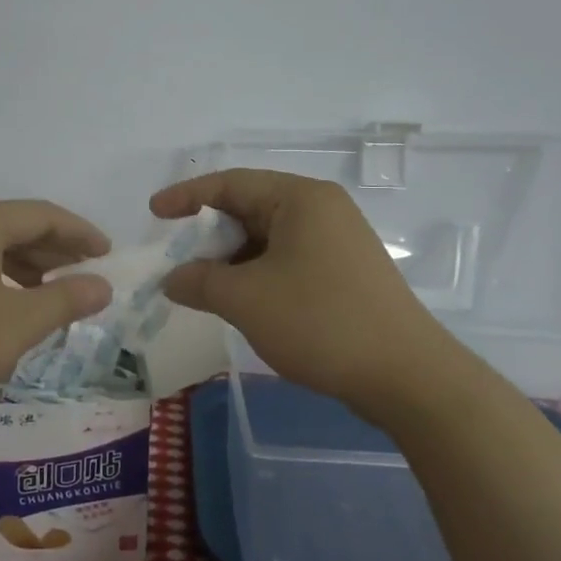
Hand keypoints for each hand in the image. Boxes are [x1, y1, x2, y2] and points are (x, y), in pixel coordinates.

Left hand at [0, 201, 113, 409]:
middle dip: (52, 251)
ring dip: (22, 266)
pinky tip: (0, 306)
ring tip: (47, 294)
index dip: (80, 233)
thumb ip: (66, 300)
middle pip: (12, 227)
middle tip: (82, 276)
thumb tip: (102, 285)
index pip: (42, 215)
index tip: (106, 255)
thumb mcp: (19, 323)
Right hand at [151, 169, 446, 414]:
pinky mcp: (345, 272)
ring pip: (267, 237)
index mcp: (300, 199)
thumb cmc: (321, 322)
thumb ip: (199, 281)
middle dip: (209, 233)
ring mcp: (337, 241)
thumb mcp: (246, 299)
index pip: (231, 184)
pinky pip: (287, 259)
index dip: (187, 197)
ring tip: (203, 285)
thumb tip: (172, 279)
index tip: (153, 213)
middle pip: (249, 208)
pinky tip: (240, 300)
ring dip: (231, 258)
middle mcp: (321, 209)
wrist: (407, 377)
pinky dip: (256, 273)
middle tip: (176, 258)